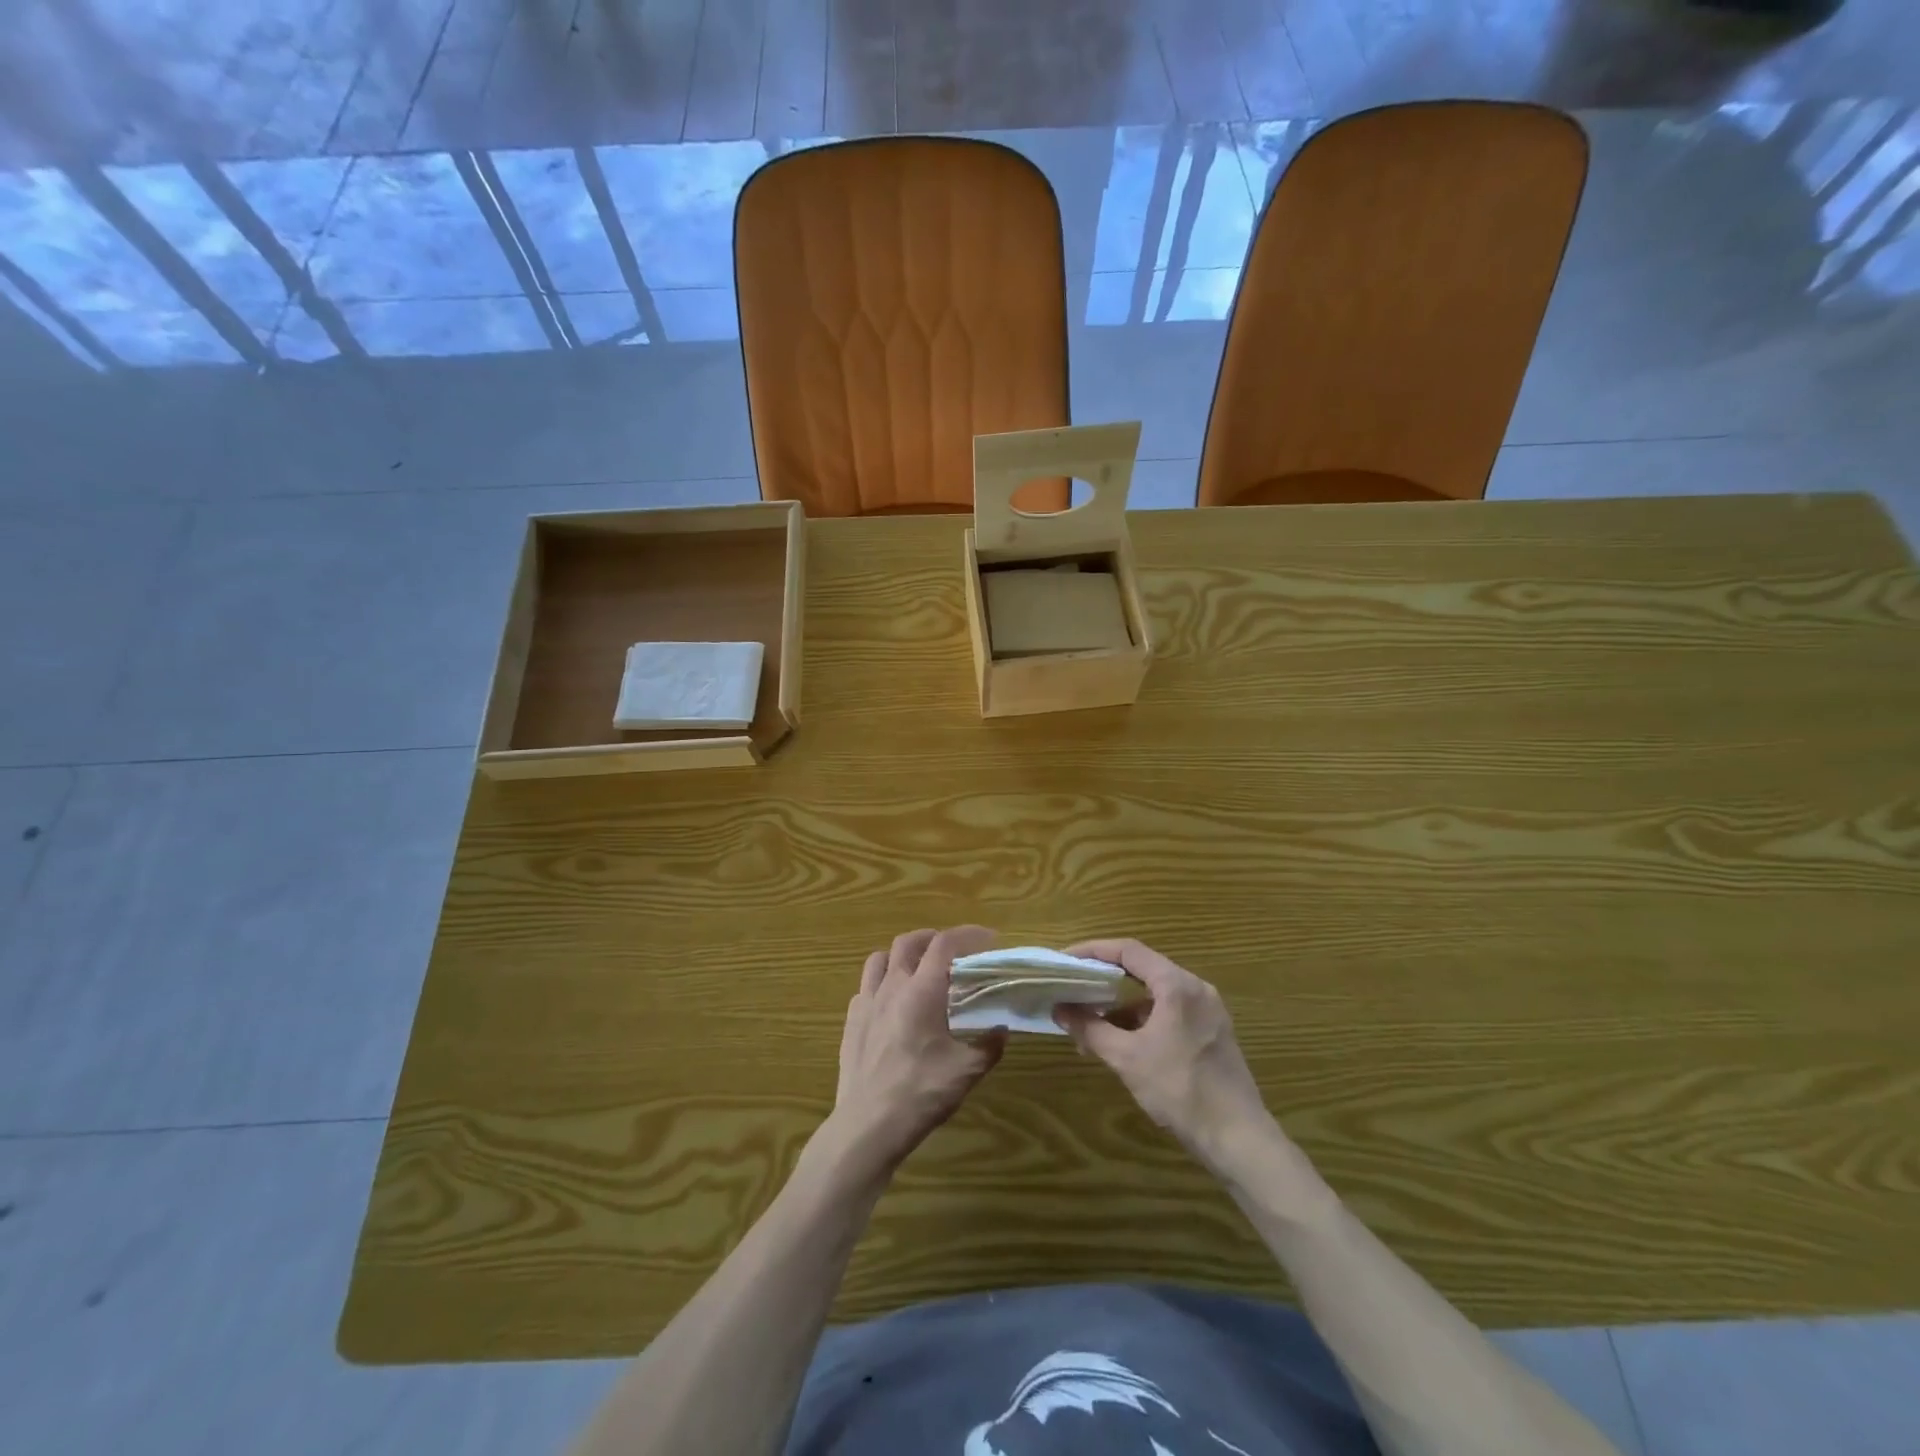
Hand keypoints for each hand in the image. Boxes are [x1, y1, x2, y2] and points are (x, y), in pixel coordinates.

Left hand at [825, 927, 1005, 1178]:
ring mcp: (866, 1002)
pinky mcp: (851, 1021)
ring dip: (902, 955)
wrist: (867, 1125)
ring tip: (918, 969)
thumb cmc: (921, 1093)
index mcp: (922, 990)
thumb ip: (988, 1045)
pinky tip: (892, 1003)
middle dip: (933, 938)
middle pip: (909, 942)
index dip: (968, 934)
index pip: (945, 943)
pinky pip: (865, 987)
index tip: (988, 939)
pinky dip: (882, 982)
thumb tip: (1001, 1030)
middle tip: (952, 951)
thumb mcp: (966, 1071)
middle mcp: (892, 986)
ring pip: (880, 958)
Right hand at [1054, 939, 1276, 1174]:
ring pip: (1156, 994)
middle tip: (1074, 987)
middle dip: (1105, 979)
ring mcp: (1208, 1011)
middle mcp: (1196, 989)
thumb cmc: (1180, 1090)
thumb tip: (1059, 1010)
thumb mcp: (1127, 1058)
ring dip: (1122, 1005)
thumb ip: (1090, 1029)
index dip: (1093, 950)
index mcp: (1177, 985)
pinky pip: (1170, 1012)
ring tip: (1091, 1025)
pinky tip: (1123, 1043)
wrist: (1239, 1139)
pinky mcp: (1213, 1033)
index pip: (1128, 950)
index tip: (1066, 960)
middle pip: (1143, 969)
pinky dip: (1143, 1020)